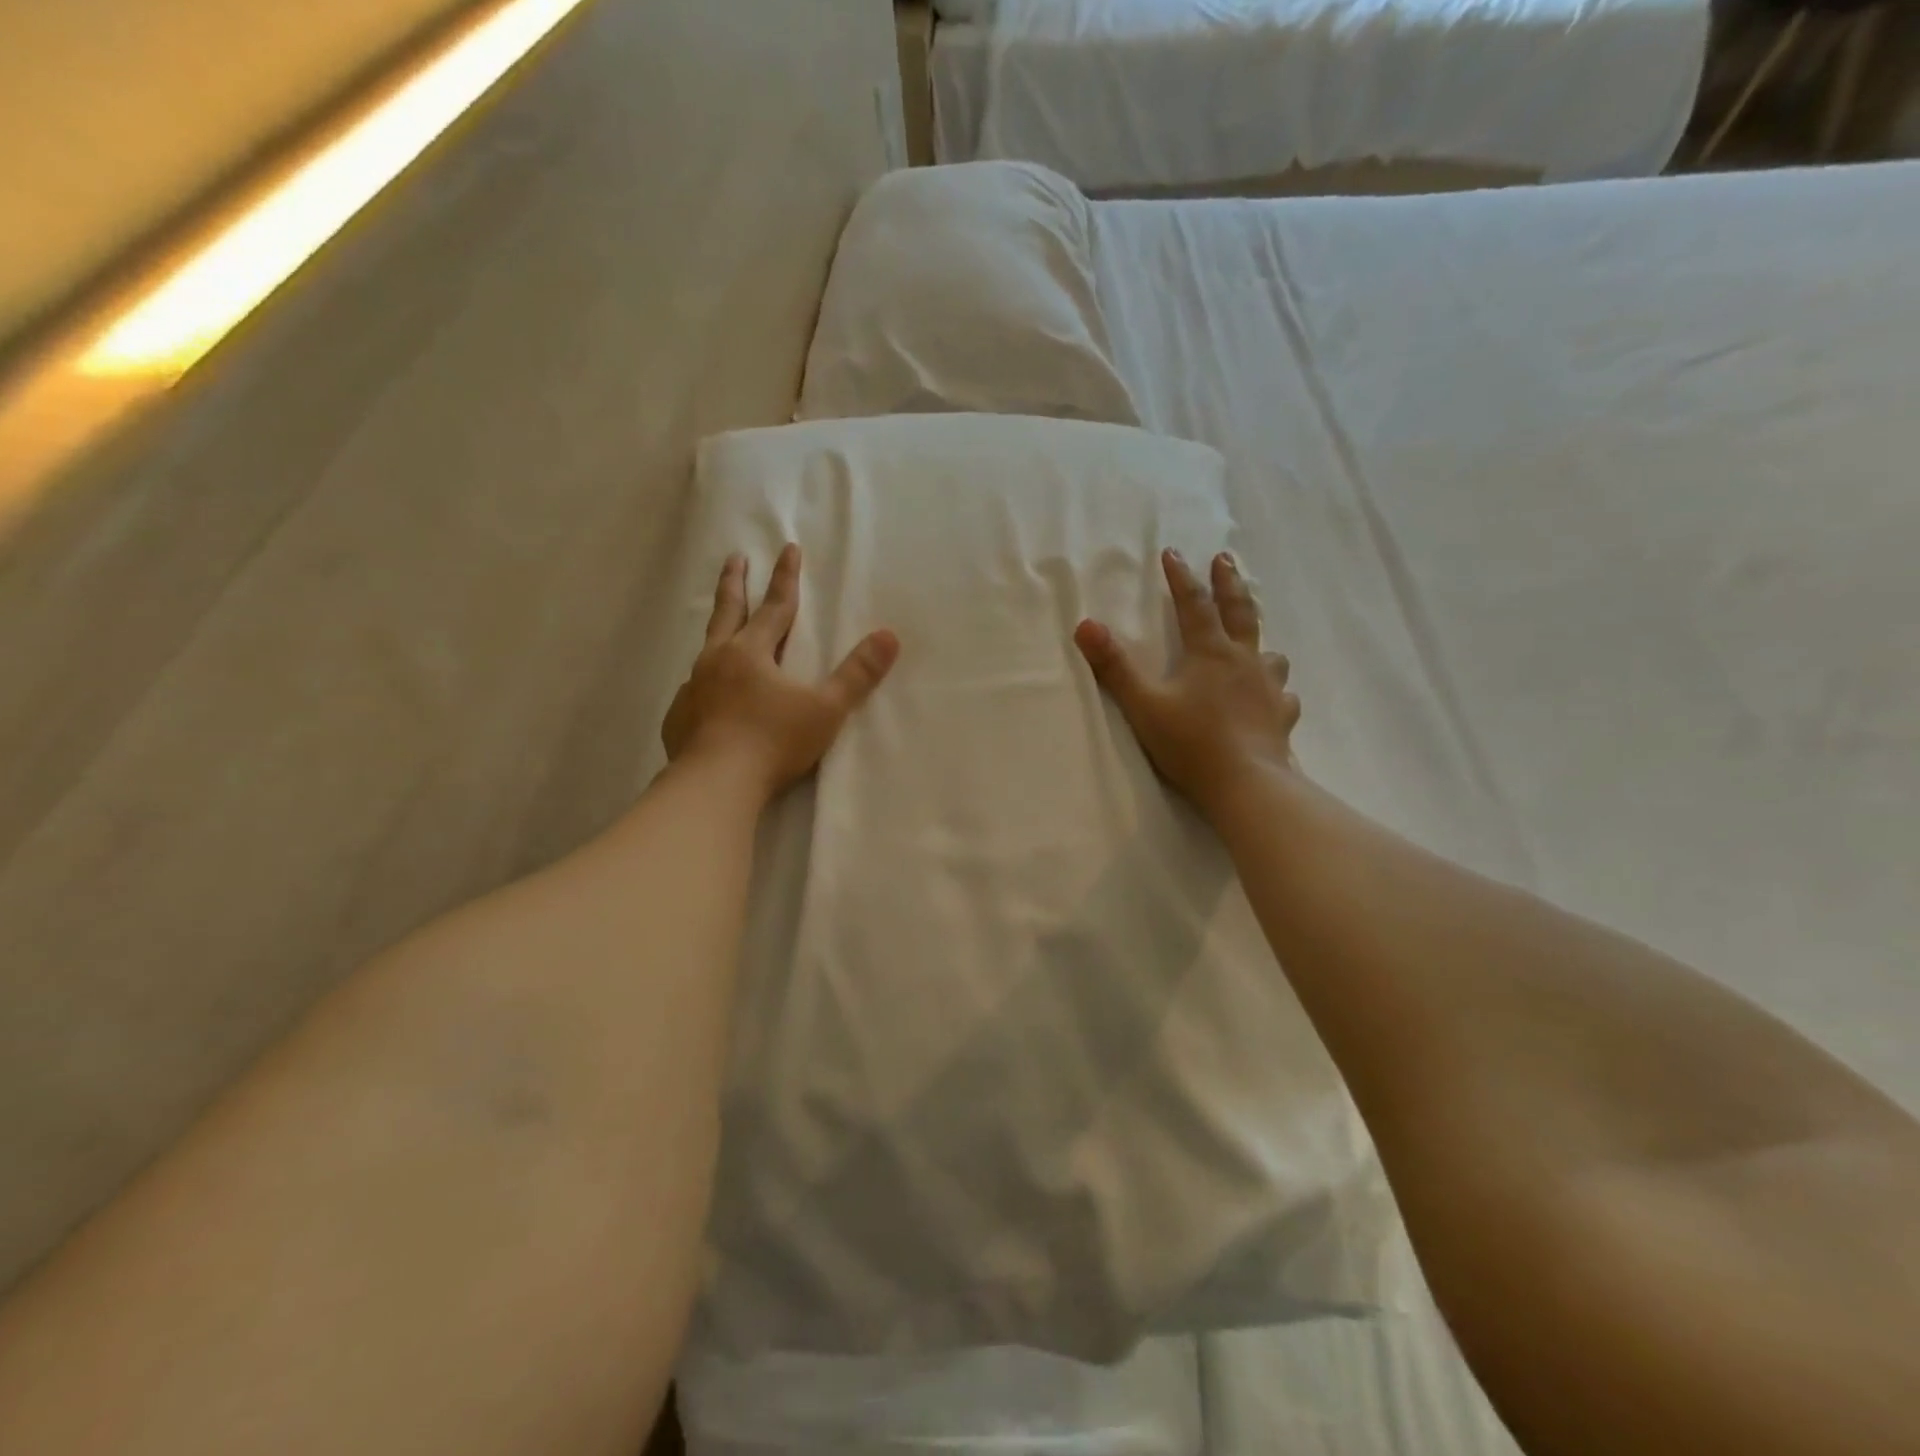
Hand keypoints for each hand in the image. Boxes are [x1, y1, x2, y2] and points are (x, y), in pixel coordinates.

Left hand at [664, 544, 899, 800]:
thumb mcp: (825, 709)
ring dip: (716, 630)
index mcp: (751, 652)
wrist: (715, 785)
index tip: (788, 547)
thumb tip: (889, 636)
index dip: (786, 577)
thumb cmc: (773, 742)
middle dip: (735, 582)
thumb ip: (857, 675)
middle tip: (735, 558)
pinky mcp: (679, 718)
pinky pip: (693, 690)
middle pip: (728, 612)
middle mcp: (717, 661)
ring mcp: (693, 689)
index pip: (776, 606)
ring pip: (705, 649)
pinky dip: (703, 682)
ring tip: (720, 626)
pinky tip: (706, 694)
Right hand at [1075, 549, 1299, 816]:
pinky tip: (1273, 698)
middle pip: (1240, 612)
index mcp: (1209, 653)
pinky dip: (1276, 690)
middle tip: (1224, 560)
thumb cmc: (1190, 742)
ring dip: (1258, 640)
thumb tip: (1085, 624)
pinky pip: (1283, 695)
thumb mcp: (1143, 704)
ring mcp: (1268, 689)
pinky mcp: (1282, 717)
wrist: (1245, 784)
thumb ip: (1115, 666)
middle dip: (1228, 583)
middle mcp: (1244, 661)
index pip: (1193, 604)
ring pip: (1269, 653)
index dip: (1181, 577)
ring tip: (1253, 643)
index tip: (1173, 553)